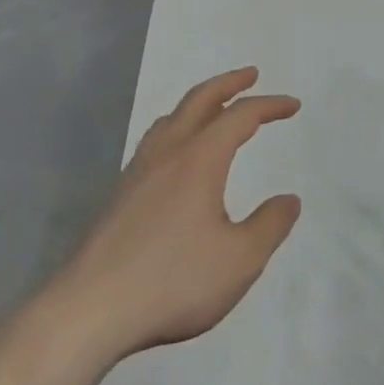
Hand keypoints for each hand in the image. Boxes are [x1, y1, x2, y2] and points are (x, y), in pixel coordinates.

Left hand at [58, 68, 300, 362]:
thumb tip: (289, 200)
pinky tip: (177, 157)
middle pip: (199, 101)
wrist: (90, 310)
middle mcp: (167, 154)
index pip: (240, 116)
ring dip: (198, 104)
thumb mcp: (240, 260)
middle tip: (251, 74)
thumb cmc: (173, 281)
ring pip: (170, 119)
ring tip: (214, 109)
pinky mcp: (119, 196)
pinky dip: (177, 129)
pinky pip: (154, 142)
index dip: (269, 105)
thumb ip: (270, 225)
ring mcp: (137, 172)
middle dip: (228, 83)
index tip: (293, 106)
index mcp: (199, 159)